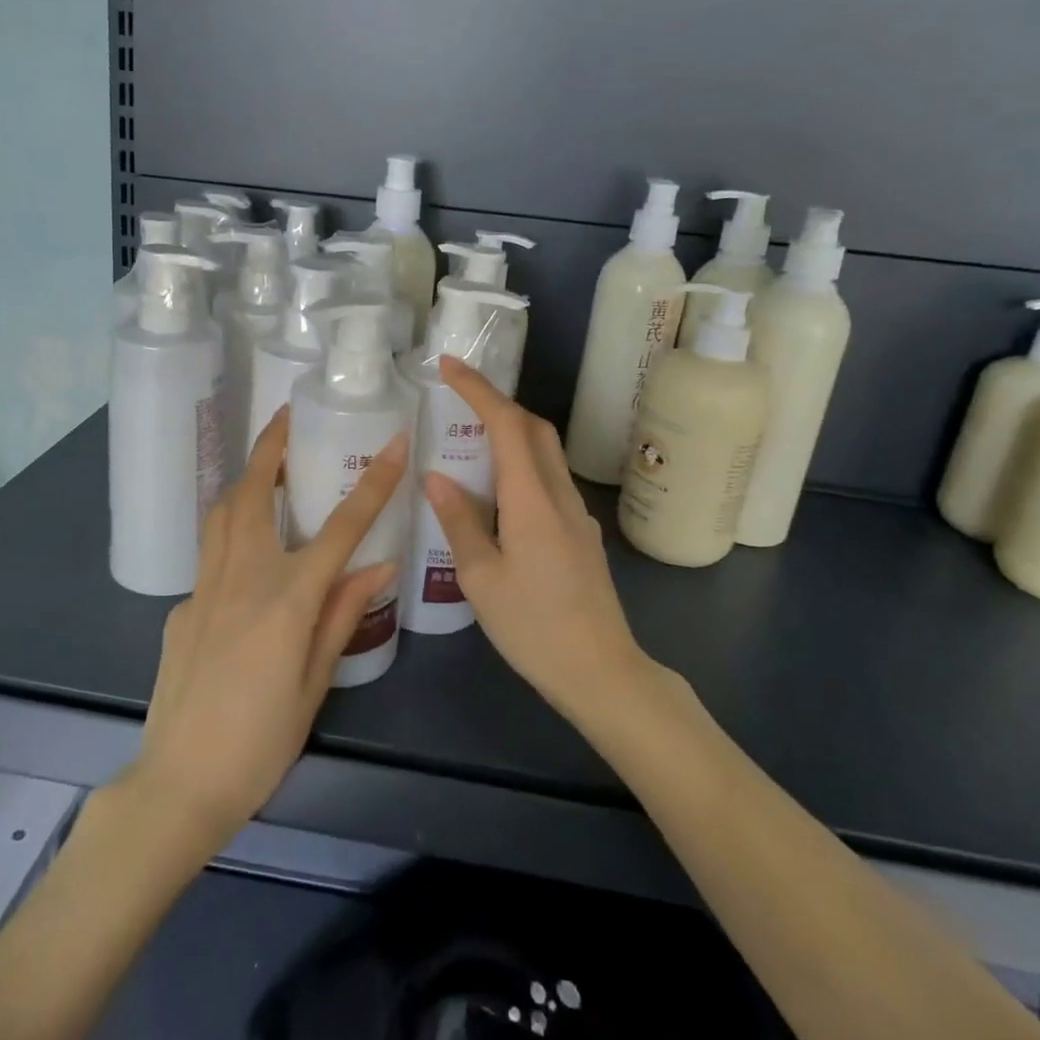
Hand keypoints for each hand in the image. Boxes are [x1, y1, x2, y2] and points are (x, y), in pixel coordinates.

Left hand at [131, 408, 406, 845]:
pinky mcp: (181, 607)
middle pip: (253, 492)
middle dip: (271, 447)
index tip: (394, 442)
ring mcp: (204, 588)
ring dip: (243, 478)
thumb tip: (378, 565)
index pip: (341, 526)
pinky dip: (231, 536)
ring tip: (264, 465)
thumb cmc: (260, 742)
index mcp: (286, 596)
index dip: (373, 483)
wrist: (179, 783)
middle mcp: (242, 577)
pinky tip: (245, 557)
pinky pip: (210, 557)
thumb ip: (342, 615)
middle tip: (288, 419)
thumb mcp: (315, 683)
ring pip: (221, 513)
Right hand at [423, 356, 653, 724]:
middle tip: (457, 399)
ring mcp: (576, 514)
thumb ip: (459, 521)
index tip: (448, 367)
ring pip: (545, 453)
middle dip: (497, 403)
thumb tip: (437, 477)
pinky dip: (521, 466)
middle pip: (534, 429)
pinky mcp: (581, 534)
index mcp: (532, 499)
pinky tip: (498, 496)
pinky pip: (549, 481)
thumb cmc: (534, 627)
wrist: (602, 672)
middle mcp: (559, 495)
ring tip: (470, 442)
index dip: (478, 389)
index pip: (507, 424)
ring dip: (511, 433)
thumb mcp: (482, 578)